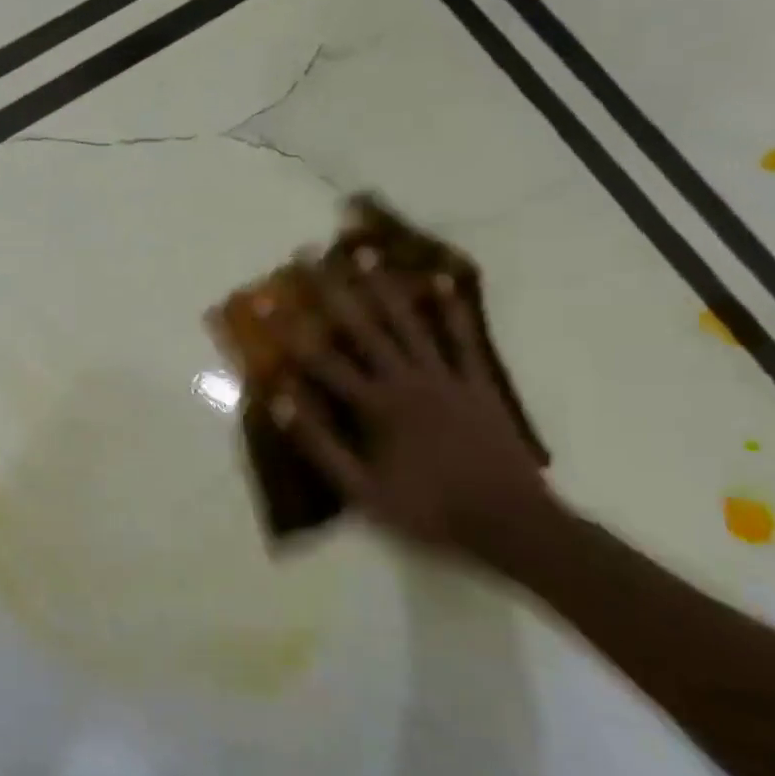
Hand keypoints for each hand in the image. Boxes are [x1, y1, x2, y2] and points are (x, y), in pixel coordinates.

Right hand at [264, 268, 557, 568]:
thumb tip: (281, 402)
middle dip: (332, 289)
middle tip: (309, 254)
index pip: (321, 360)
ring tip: (364, 252)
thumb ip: (320, 445)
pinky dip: (452, 311)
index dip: (288, 328)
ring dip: (384, 286)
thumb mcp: (362, 491)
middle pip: (363, 327)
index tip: (264, 299)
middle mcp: (407, 380)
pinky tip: (441, 282)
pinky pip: (462, 340)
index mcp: (376, 407)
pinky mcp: (477, 383)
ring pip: (409, 323)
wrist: (510, 523)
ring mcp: (445, 377)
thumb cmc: (428, 510)